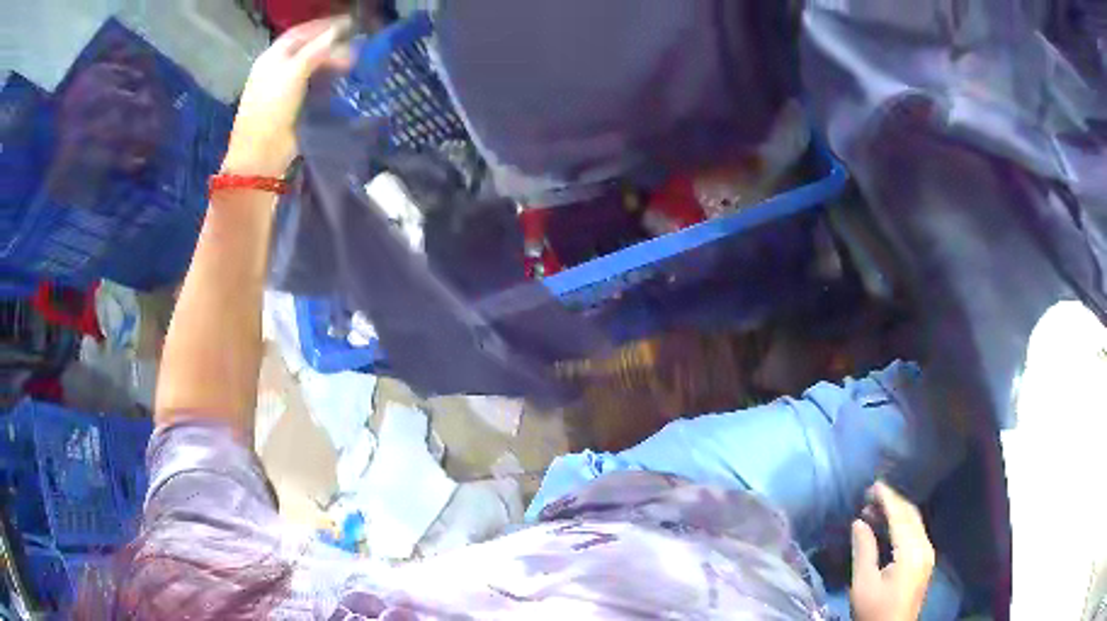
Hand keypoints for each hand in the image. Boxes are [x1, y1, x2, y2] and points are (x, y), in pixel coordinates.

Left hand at [223, 17, 350, 177]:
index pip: (300, 33)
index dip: (323, 25)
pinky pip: (315, 84)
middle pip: (308, 48)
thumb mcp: (293, 73)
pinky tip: (342, 78)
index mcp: (272, 57)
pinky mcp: (294, 104)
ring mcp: (286, 87)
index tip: (349, 23)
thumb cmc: (271, 110)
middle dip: (331, 45)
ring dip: (332, 61)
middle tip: (356, 47)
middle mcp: (278, 69)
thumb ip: (316, 50)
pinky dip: (329, 78)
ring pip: (313, 66)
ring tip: (353, 62)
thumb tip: (339, 31)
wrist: (261, 154)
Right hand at [850, 481, 935, 620]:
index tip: (873, 485)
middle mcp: (924, 547)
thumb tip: (859, 522)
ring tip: (874, 509)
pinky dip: (901, 524)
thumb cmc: (875, 610)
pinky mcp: (924, 561)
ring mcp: (927, 554)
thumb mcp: (864, 584)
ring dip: (896, 512)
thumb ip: (863, 550)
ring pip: (914, 522)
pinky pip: (915, 532)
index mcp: (911, 552)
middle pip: (911, 515)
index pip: (900, 516)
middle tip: (871, 494)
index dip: (887, 498)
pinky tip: (887, 526)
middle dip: (892, 502)